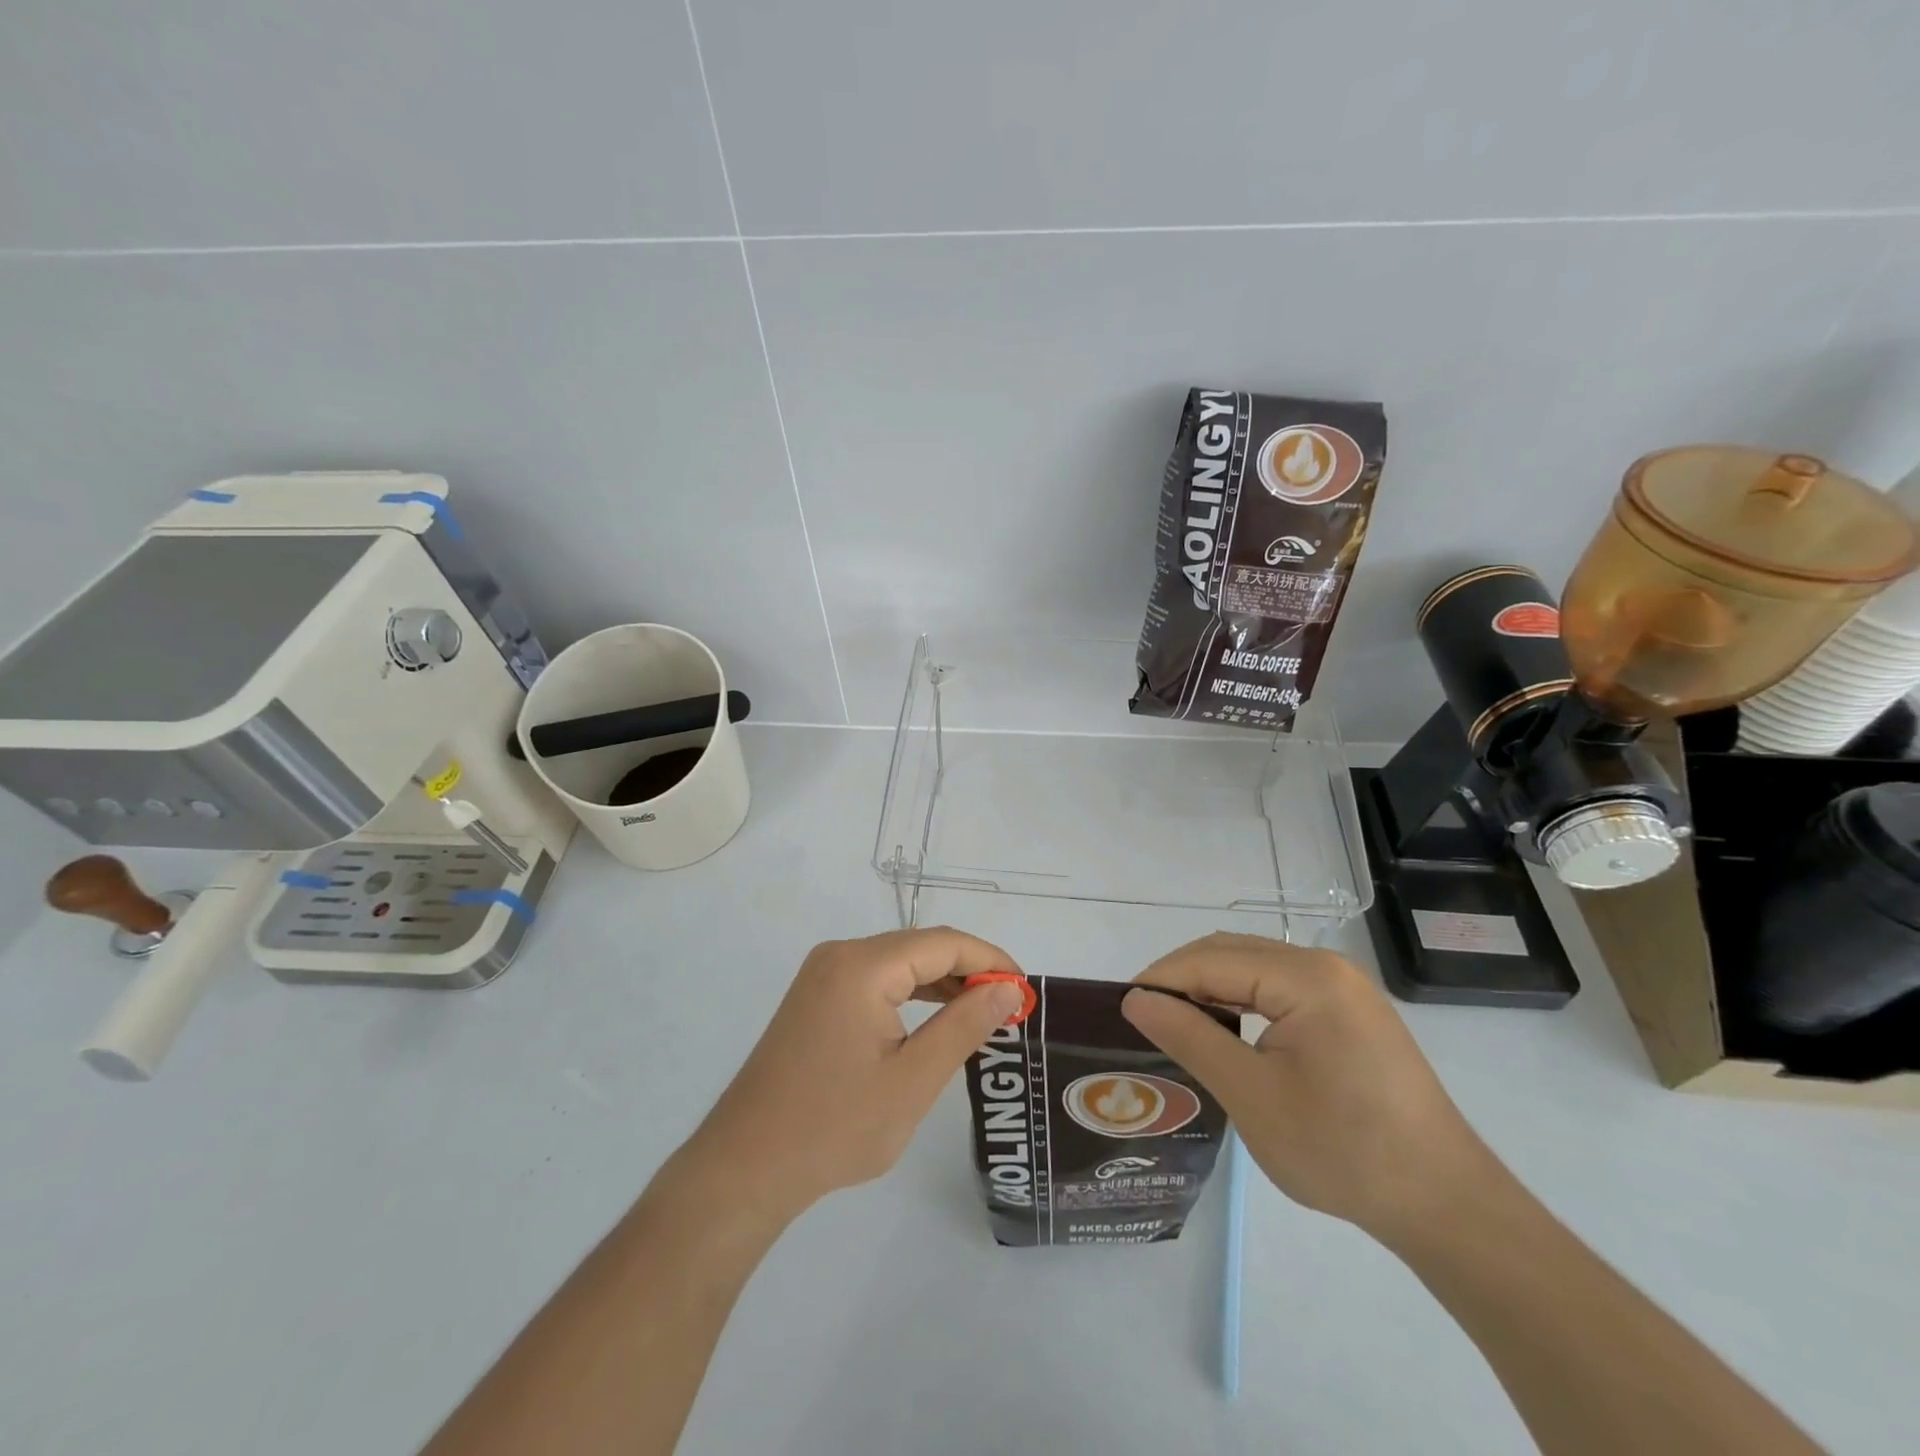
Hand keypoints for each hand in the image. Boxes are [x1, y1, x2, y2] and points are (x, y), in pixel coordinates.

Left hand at [674, 929, 1025, 1223]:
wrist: (745, 1167)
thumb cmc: (834, 1127)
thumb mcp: (913, 1080)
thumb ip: (965, 1025)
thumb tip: (1007, 986)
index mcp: (862, 965)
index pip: (942, 943)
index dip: (990, 959)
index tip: (1026, 991)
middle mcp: (840, 955)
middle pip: (920, 947)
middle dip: (969, 970)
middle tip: (1010, 1007)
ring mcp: (823, 975)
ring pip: (898, 964)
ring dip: (942, 983)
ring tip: (983, 1014)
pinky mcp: (815, 998)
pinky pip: (876, 981)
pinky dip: (911, 995)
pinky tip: (936, 1020)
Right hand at [1121, 932, 1495, 1242]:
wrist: (1446, 1205)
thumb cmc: (1343, 1150)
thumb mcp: (1252, 1096)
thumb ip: (1189, 1037)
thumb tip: (1135, 999)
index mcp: (1305, 976)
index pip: (1210, 960)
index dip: (1160, 979)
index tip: (1120, 1009)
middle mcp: (1324, 966)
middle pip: (1231, 953)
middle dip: (1181, 979)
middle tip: (1144, 1019)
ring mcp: (1342, 988)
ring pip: (1254, 969)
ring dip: (1210, 990)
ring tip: (1176, 1027)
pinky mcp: (1350, 1012)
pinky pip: (1279, 989)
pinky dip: (1242, 1003)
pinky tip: (1226, 1034)